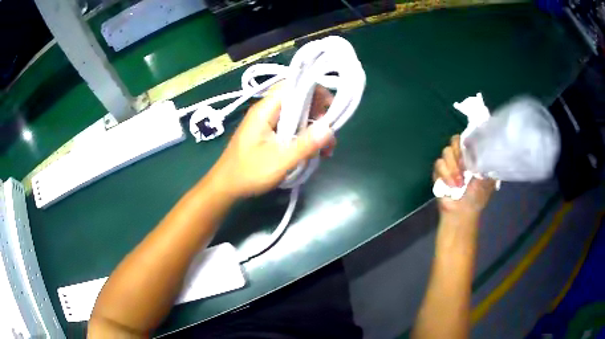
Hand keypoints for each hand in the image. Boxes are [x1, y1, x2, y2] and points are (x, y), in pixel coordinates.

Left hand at [209, 85, 335, 197]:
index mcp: (265, 110)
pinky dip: (304, 135)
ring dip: (313, 128)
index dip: (315, 90)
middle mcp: (266, 110)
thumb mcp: (279, 161)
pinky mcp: (268, 133)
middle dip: (318, 113)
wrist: (226, 187)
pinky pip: (291, 126)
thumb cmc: (248, 173)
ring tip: (325, 149)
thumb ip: (304, 144)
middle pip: (297, 99)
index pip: (293, 86)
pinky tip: (312, 152)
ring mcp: (267, 122)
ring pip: (296, 114)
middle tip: (329, 134)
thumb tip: (329, 128)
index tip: (331, 107)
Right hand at [433, 135, 494, 219]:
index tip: (469, 157)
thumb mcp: (488, 180)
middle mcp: (459, 157)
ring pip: (445, 153)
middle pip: (453, 141)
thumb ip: (488, 164)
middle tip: (463, 169)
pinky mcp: (438, 172)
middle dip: (458, 156)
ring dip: (452, 169)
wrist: (461, 212)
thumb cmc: (477, 197)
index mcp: (471, 156)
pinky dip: (445, 176)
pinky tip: (450, 186)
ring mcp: (448, 164)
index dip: (466, 144)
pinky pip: (438, 165)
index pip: (466, 138)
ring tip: (459, 184)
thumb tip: (489, 150)